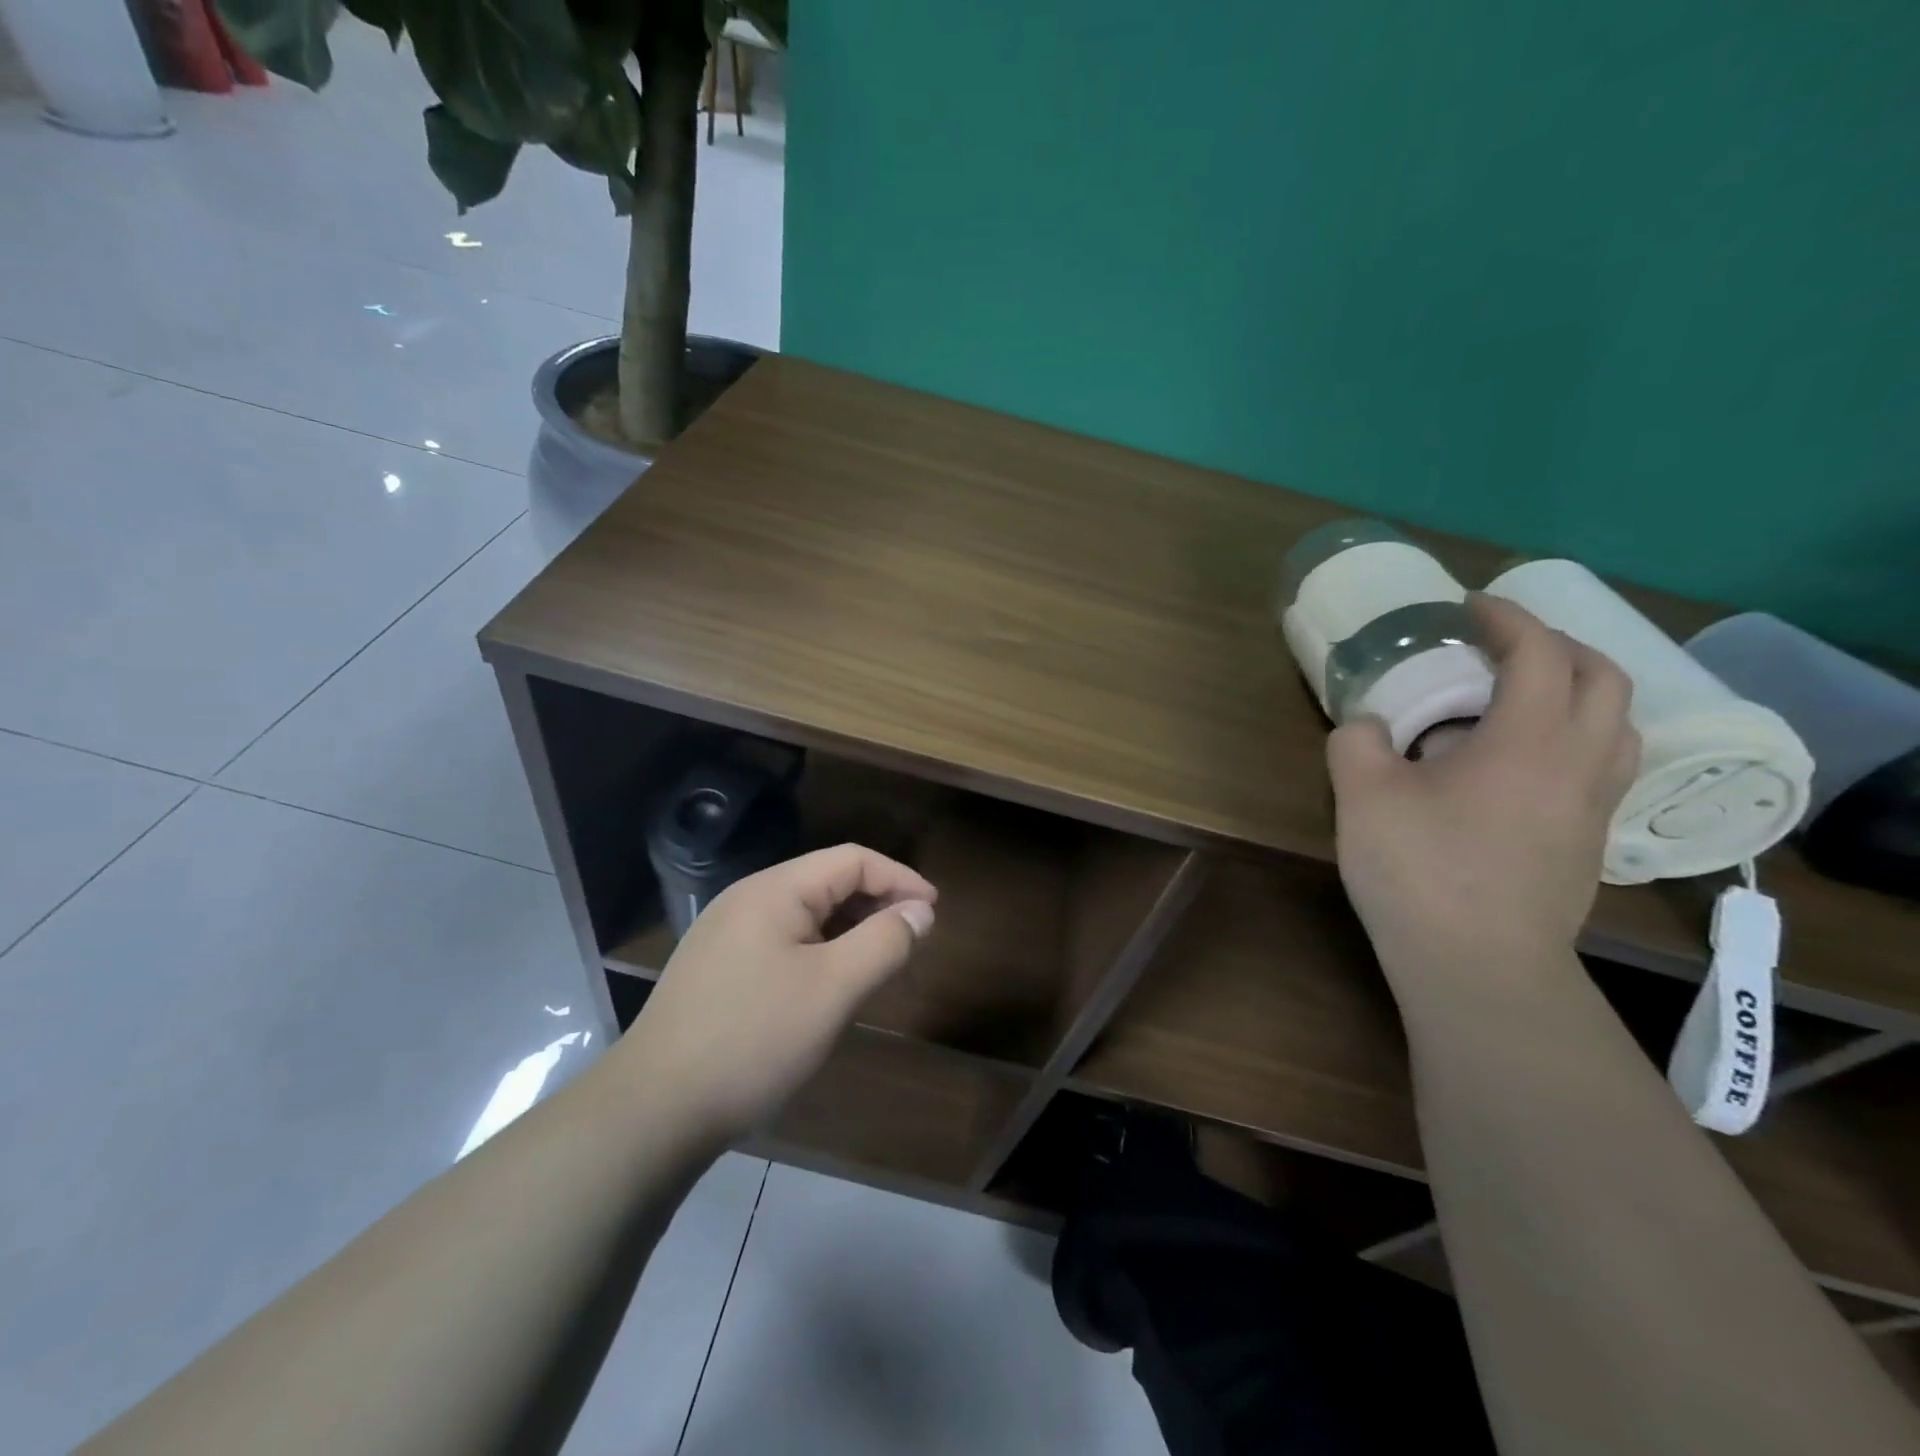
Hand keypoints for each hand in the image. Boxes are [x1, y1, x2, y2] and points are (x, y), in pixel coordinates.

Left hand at [617, 844, 937, 1144]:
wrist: (654, 1110)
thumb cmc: (754, 1040)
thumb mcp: (833, 989)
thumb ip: (884, 942)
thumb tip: (920, 912)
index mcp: (774, 890)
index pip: (852, 860)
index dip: (900, 878)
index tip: (934, 911)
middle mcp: (747, 899)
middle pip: (827, 881)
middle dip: (876, 902)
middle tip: (912, 938)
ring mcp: (726, 933)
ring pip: (805, 914)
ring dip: (849, 928)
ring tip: (878, 960)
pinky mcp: (717, 968)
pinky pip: (782, 941)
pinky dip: (819, 949)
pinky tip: (829, 983)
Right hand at [1327, 595, 1639, 994]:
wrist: (1478, 967)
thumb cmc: (1420, 871)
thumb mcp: (1363, 796)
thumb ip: (1357, 742)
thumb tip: (1368, 726)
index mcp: (1529, 740)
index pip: (1539, 654)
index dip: (1508, 618)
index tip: (1470, 606)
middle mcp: (1579, 764)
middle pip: (1602, 680)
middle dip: (1556, 647)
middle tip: (1502, 646)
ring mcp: (1593, 808)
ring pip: (1618, 726)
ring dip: (1577, 693)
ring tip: (1520, 700)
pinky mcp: (1588, 844)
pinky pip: (1601, 767)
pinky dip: (1572, 739)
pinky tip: (1517, 765)